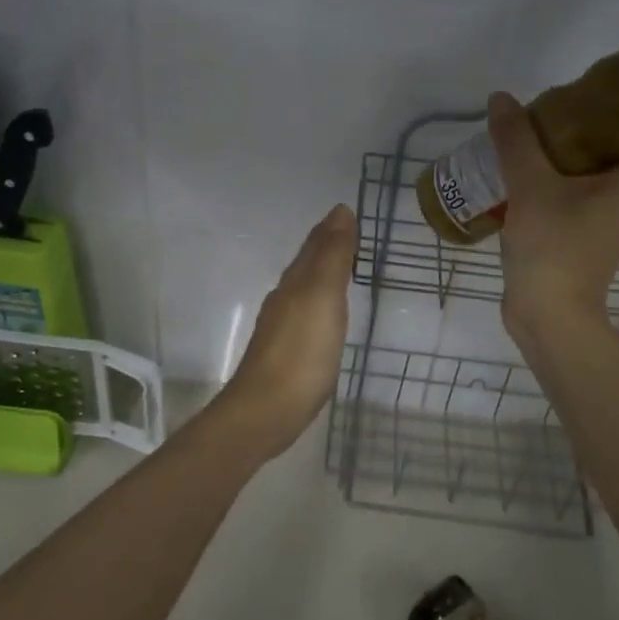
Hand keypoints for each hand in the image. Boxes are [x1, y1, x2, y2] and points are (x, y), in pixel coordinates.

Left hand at [209, 204, 356, 463]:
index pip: (315, 244)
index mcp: (295, 281)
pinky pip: (306, 315)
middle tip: (351, 235)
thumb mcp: (323, 295)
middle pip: (307, 264)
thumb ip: (332, 255)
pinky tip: (326, 316)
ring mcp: (282, 326)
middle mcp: (285, 297)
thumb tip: (340, 210)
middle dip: (326, 247)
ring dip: (322, 275)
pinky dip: (319, 304)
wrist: (267, 409)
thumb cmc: (302, 350)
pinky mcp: (286, 353)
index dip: (332, 228)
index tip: (349, 213)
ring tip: (343, 269)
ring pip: (305, 289)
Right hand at [487, 92, 618, 340]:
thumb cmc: (554, 245)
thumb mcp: (530, 185)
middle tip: (573, 104)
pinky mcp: (582, 245)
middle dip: (606, 129)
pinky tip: (530, 177)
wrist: (548, 316)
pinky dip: (561, 184)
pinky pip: (578, 201)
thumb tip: (502, 98)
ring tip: (546, 135)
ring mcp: (605, 228)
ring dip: (579, 158)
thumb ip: (516, 140)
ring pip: (600, 180)